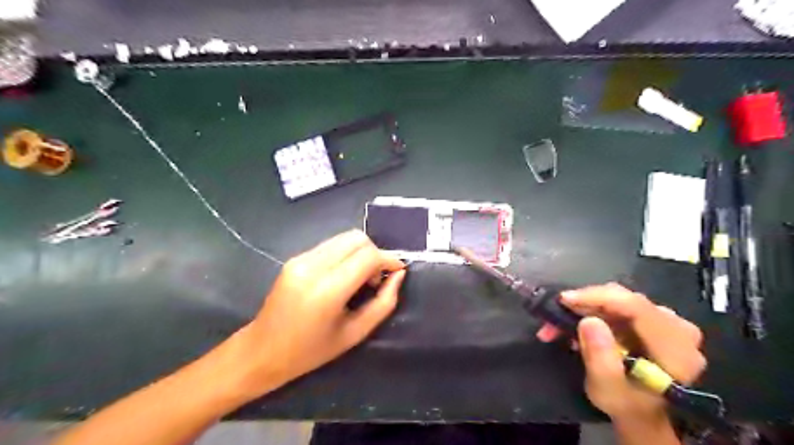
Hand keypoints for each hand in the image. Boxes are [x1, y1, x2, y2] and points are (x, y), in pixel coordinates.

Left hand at [233, 229, 409, 396]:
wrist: (262, 351)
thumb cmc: (311, 351)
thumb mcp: (355, 333)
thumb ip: (383, 303)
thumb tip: (399, 275)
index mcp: (327, 290)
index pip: (368, 256)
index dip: (389, 259)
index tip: (398, 271)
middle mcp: (312, 266)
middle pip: (357, 239)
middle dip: (375, 254)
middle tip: (376, 279)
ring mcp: (300, 259)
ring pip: (345, 238)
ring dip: (361, 253)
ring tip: (360, 279)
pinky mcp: (295, 258)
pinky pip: (331, 245)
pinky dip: (346, 254)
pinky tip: (343, 276)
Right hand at [536, 283, 702, 421]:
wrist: (641, 412)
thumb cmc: (626, 405)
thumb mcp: (608, 390)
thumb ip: (600, 358)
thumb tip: (588, 321)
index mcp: (675, 348)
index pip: (636, 307)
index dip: (598, 298)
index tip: (564, 300)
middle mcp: (677, 327)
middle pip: (625, 299)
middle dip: (585, 304)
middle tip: (554, 316)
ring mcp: (665, 321)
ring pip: (617, 299)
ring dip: (584, 308)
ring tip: (558, 325)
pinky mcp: (650, 318)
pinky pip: (617, 304)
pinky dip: (592, 310)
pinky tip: (575, 324)